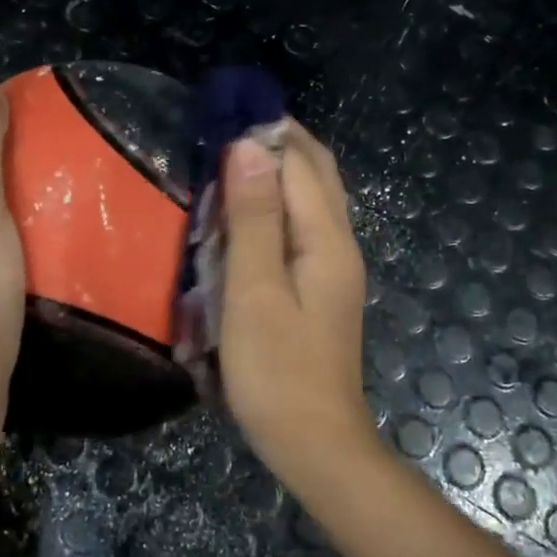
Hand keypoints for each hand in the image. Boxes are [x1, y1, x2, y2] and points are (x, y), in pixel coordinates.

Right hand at [219, 122, 369, 466]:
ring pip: (310, 199)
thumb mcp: (254, 290)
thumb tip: (250, 146)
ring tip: (224, 165)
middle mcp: (339, 243)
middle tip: (220, 132)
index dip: (263, 131)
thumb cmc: (275, 369)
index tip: (217, 114)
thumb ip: (254, 218)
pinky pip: (301, 228)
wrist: (314, 442)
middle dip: (275, 143)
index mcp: (326, 238)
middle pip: (315, 173)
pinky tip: (242, 218)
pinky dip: (275, 206)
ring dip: (274, 173)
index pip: (299, 161)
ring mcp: (333, 268)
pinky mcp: (320, 288)